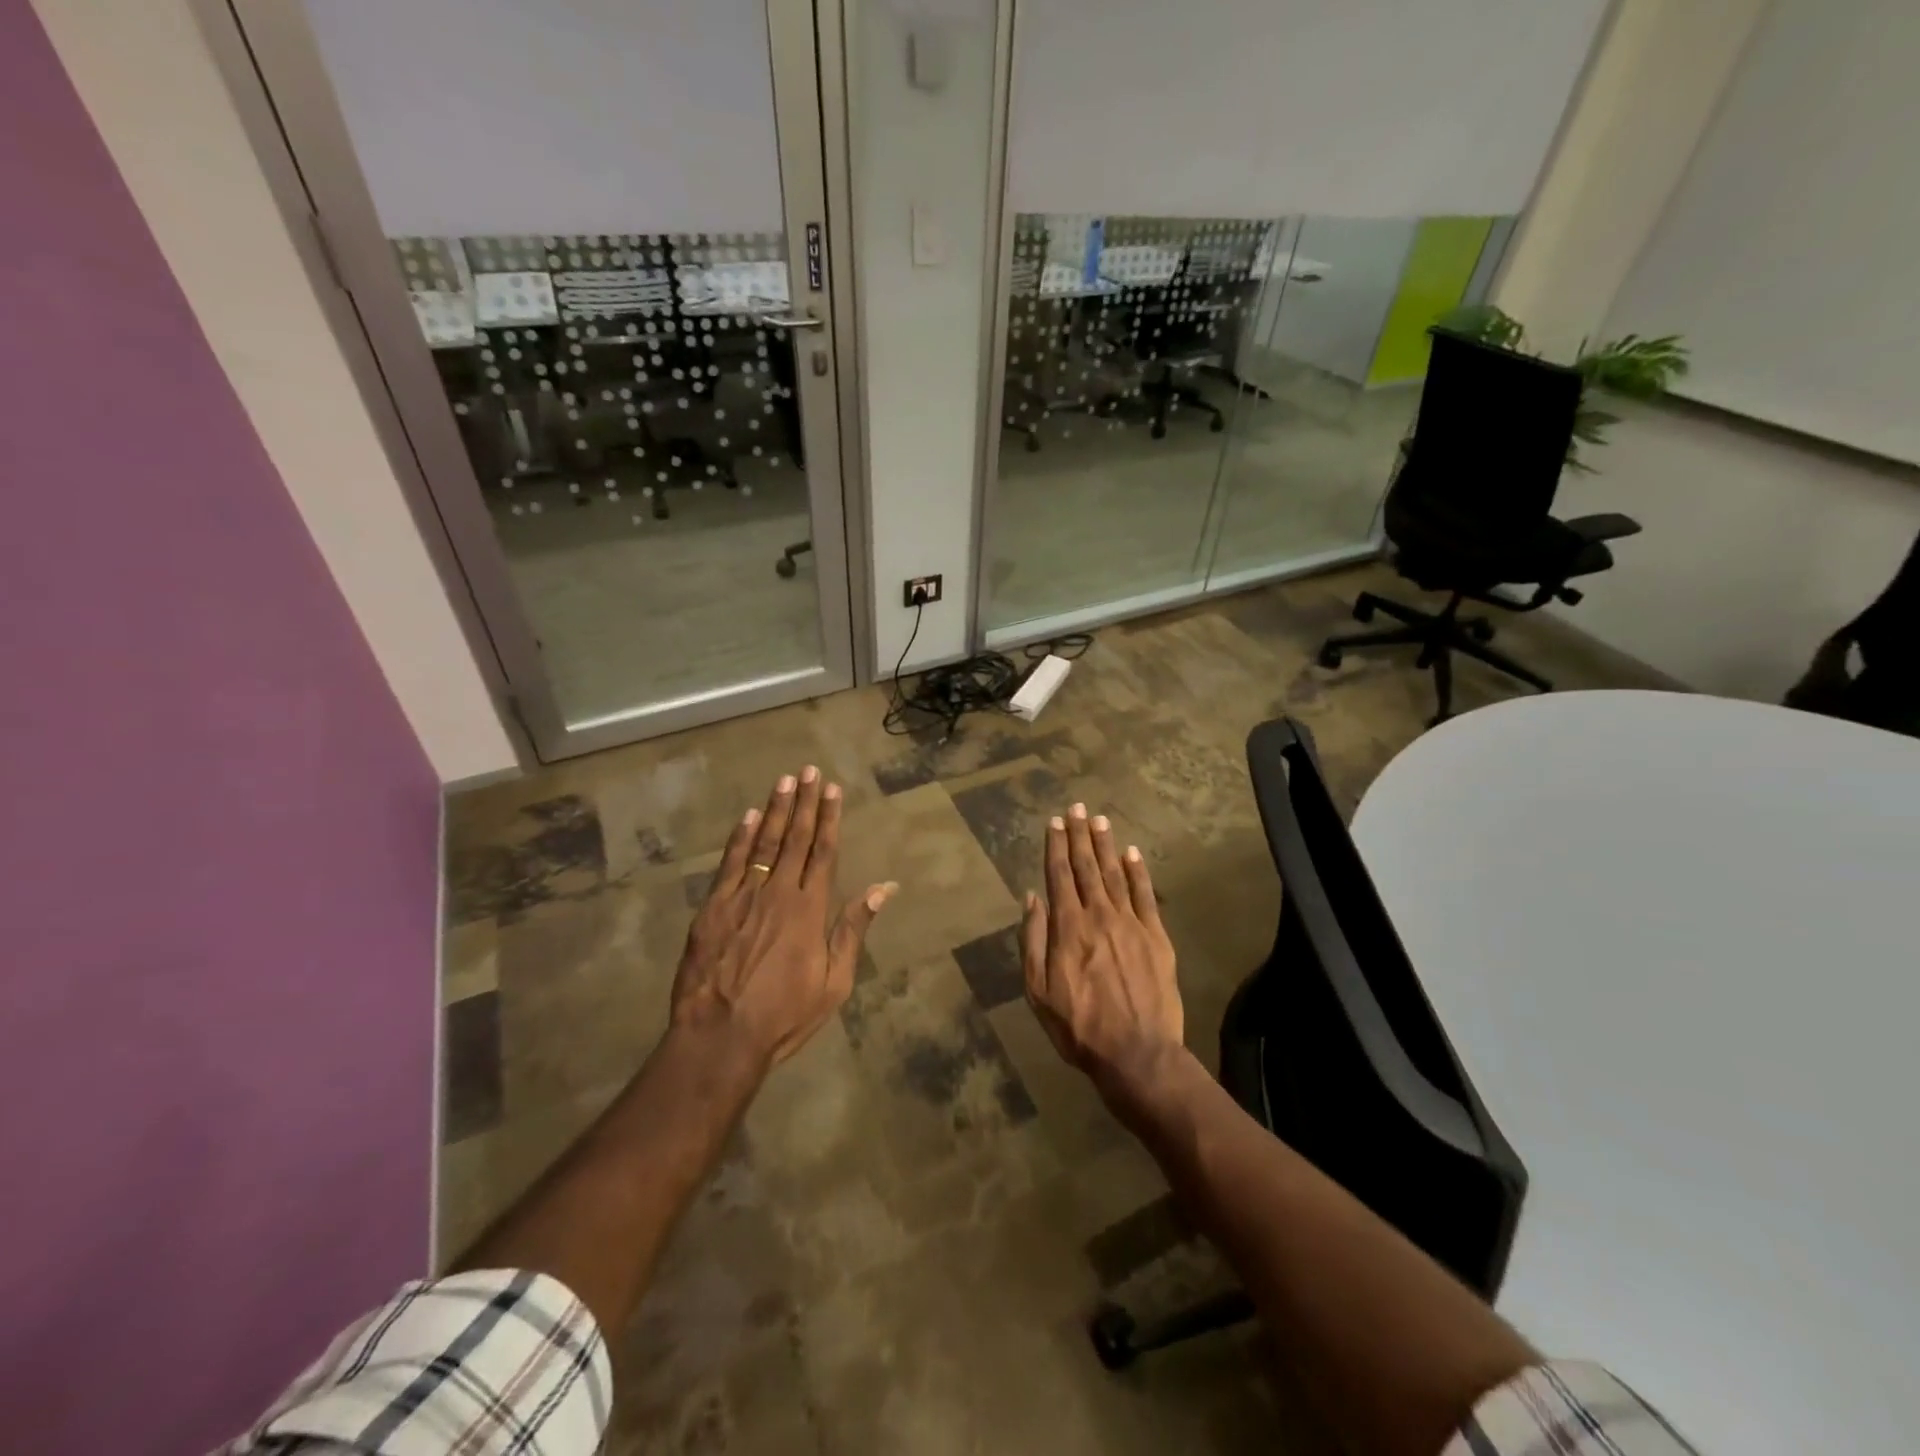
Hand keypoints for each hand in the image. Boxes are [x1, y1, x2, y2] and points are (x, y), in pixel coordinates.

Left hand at [672, 767, 896, 1067]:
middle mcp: (778, 892)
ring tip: (784, 781)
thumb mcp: (834, 982)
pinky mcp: (712, 907)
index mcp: (810, 909)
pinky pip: (730, 863)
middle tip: (809, 770)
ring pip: (763, 842)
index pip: (824, 852)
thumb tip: (883, 889)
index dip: (830, 818)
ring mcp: (742, 896)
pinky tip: (747, 816)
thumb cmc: (784, 1015)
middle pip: (795, 838)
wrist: (719, 1037)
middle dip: (804, 803)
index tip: (833, 789)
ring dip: (775, 810)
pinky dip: (739, 837)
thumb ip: (854, 930)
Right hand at [1021, 803, 1182, 1091]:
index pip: (1059, 875)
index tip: (1054, 822)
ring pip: (1115, 874)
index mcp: (1067, 927)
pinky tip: (1132, 853)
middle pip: (1086, 867)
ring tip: (1099, 820)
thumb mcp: (1038, 990)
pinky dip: (1138, 872)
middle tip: (1076, 807)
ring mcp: (1130, 923)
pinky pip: (1146, 895)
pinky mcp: (1156, 936)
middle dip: (1079, 835)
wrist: (1137, 1053)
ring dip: (1105, 845)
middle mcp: (1098, 915)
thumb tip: (1032, 897)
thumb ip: (1033, 940)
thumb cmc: (1078, 1026)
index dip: (1055, 846)